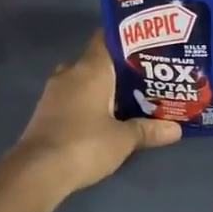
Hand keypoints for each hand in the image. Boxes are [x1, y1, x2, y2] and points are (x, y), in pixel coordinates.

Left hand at [12, 33, 180, 192]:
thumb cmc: (85, 144)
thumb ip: (149, 130)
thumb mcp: (124, 139)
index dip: (127, 38)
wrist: (36, 173)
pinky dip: (90, 103)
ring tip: (131, 98)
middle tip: (146, 76)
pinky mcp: (46, 113)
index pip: (107, 39)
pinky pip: (74, 98)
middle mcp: (70, 74)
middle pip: (97, 62)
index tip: (148, 44)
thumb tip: (176, 129)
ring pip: (84, 81)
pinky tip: (108, 117)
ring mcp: (54, 94)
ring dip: (104, 88)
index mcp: (90, 69)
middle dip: (120, 69)